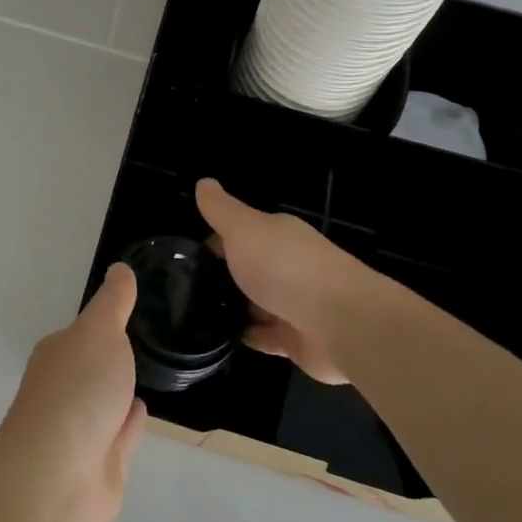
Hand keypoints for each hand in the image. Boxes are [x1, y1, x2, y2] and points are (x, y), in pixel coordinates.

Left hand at [0, 264, 147, 521]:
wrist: (59, 475)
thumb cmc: (77, 391)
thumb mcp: (99, 332)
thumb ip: (113, 302)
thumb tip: (119, 268)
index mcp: (59, 354)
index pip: (82, 333)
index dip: (103, 322)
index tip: (128, 310)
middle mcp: (64, 389)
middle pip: (91, 367)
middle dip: (111, 357)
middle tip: (144, 341)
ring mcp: (81, 430)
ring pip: (106, 402)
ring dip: (120, 390)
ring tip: (146, 373)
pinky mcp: (101, 464)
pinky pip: (120, 434)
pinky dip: (130, 422)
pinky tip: (142, 409)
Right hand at [196, 178, 387, 384]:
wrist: (340, 323)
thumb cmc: (286, 267)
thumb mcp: (244, 229)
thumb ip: (221, 210)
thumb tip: (203, 182)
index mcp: (278, 235)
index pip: (241, 232)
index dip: (214, 238)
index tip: (185, 253)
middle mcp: (288, 265)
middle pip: (249, 267)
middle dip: (221, 274)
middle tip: (181, 285)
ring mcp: (292, 304)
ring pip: (255, 302)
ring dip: (232, 307)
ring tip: (193, 313)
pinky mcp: (295, 339)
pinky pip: (263, 336)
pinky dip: (245, 335)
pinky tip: (218, 337)